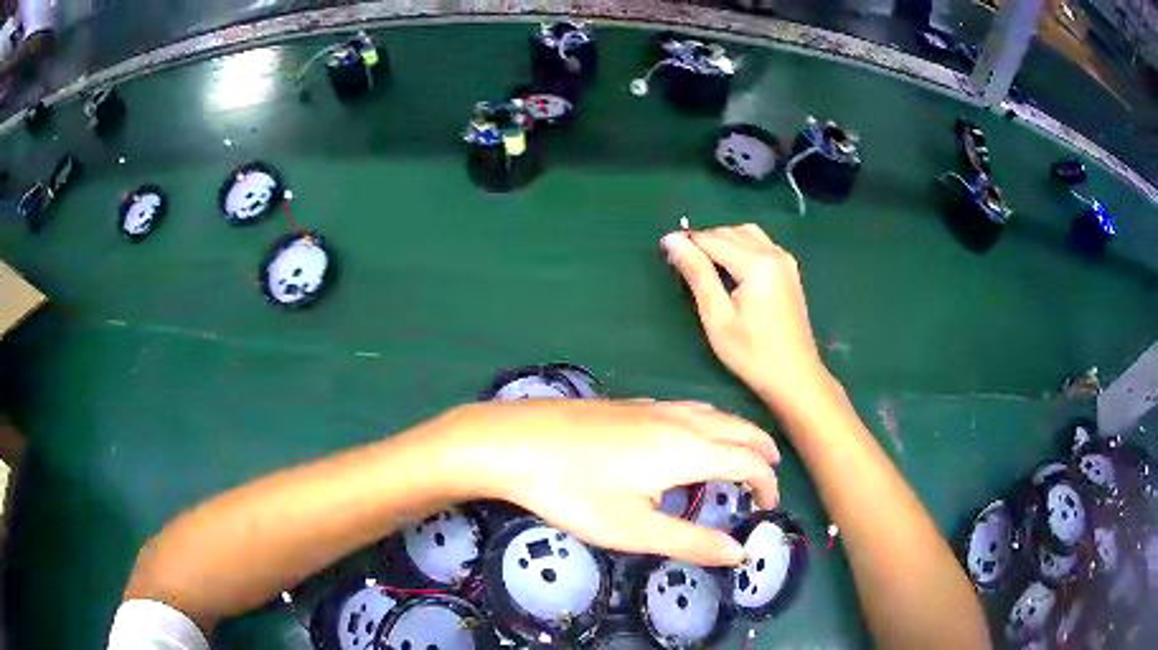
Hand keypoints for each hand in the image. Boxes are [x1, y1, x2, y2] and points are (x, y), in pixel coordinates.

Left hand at [419, 399, 779, 565]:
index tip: (768, 505)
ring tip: (741, 453)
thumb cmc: (574, 491)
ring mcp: (651, 406)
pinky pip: (686, 408)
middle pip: (737, 428)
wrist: (514, 442)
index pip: (748, 461)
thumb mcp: (633, 529)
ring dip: (736, 433)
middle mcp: (678, 420)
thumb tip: (738, 553)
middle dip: (761, 450)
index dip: (766, 482)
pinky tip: (688, 436)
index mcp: (687, 450)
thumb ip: (690, 541)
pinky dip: (708, 423)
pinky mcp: (627, 404)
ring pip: (712, 413)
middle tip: (770, 474)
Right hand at [661, 224, 827, 409]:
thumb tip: (672, 239)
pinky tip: (730, 270)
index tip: (663, 251)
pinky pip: (759, 243)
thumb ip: (697, 274)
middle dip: (703, 241)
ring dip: (722, 241)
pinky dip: (739, 247)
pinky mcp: (789, 270)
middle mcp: (773, 253)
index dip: (686, 242)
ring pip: (745, 233)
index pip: (712, 239)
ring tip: (704, 266)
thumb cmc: (753, 354)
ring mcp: (785, 260)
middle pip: (729, 232)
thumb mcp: (718, 317)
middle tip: (681, 264)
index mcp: (757, 263)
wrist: (795, 377)